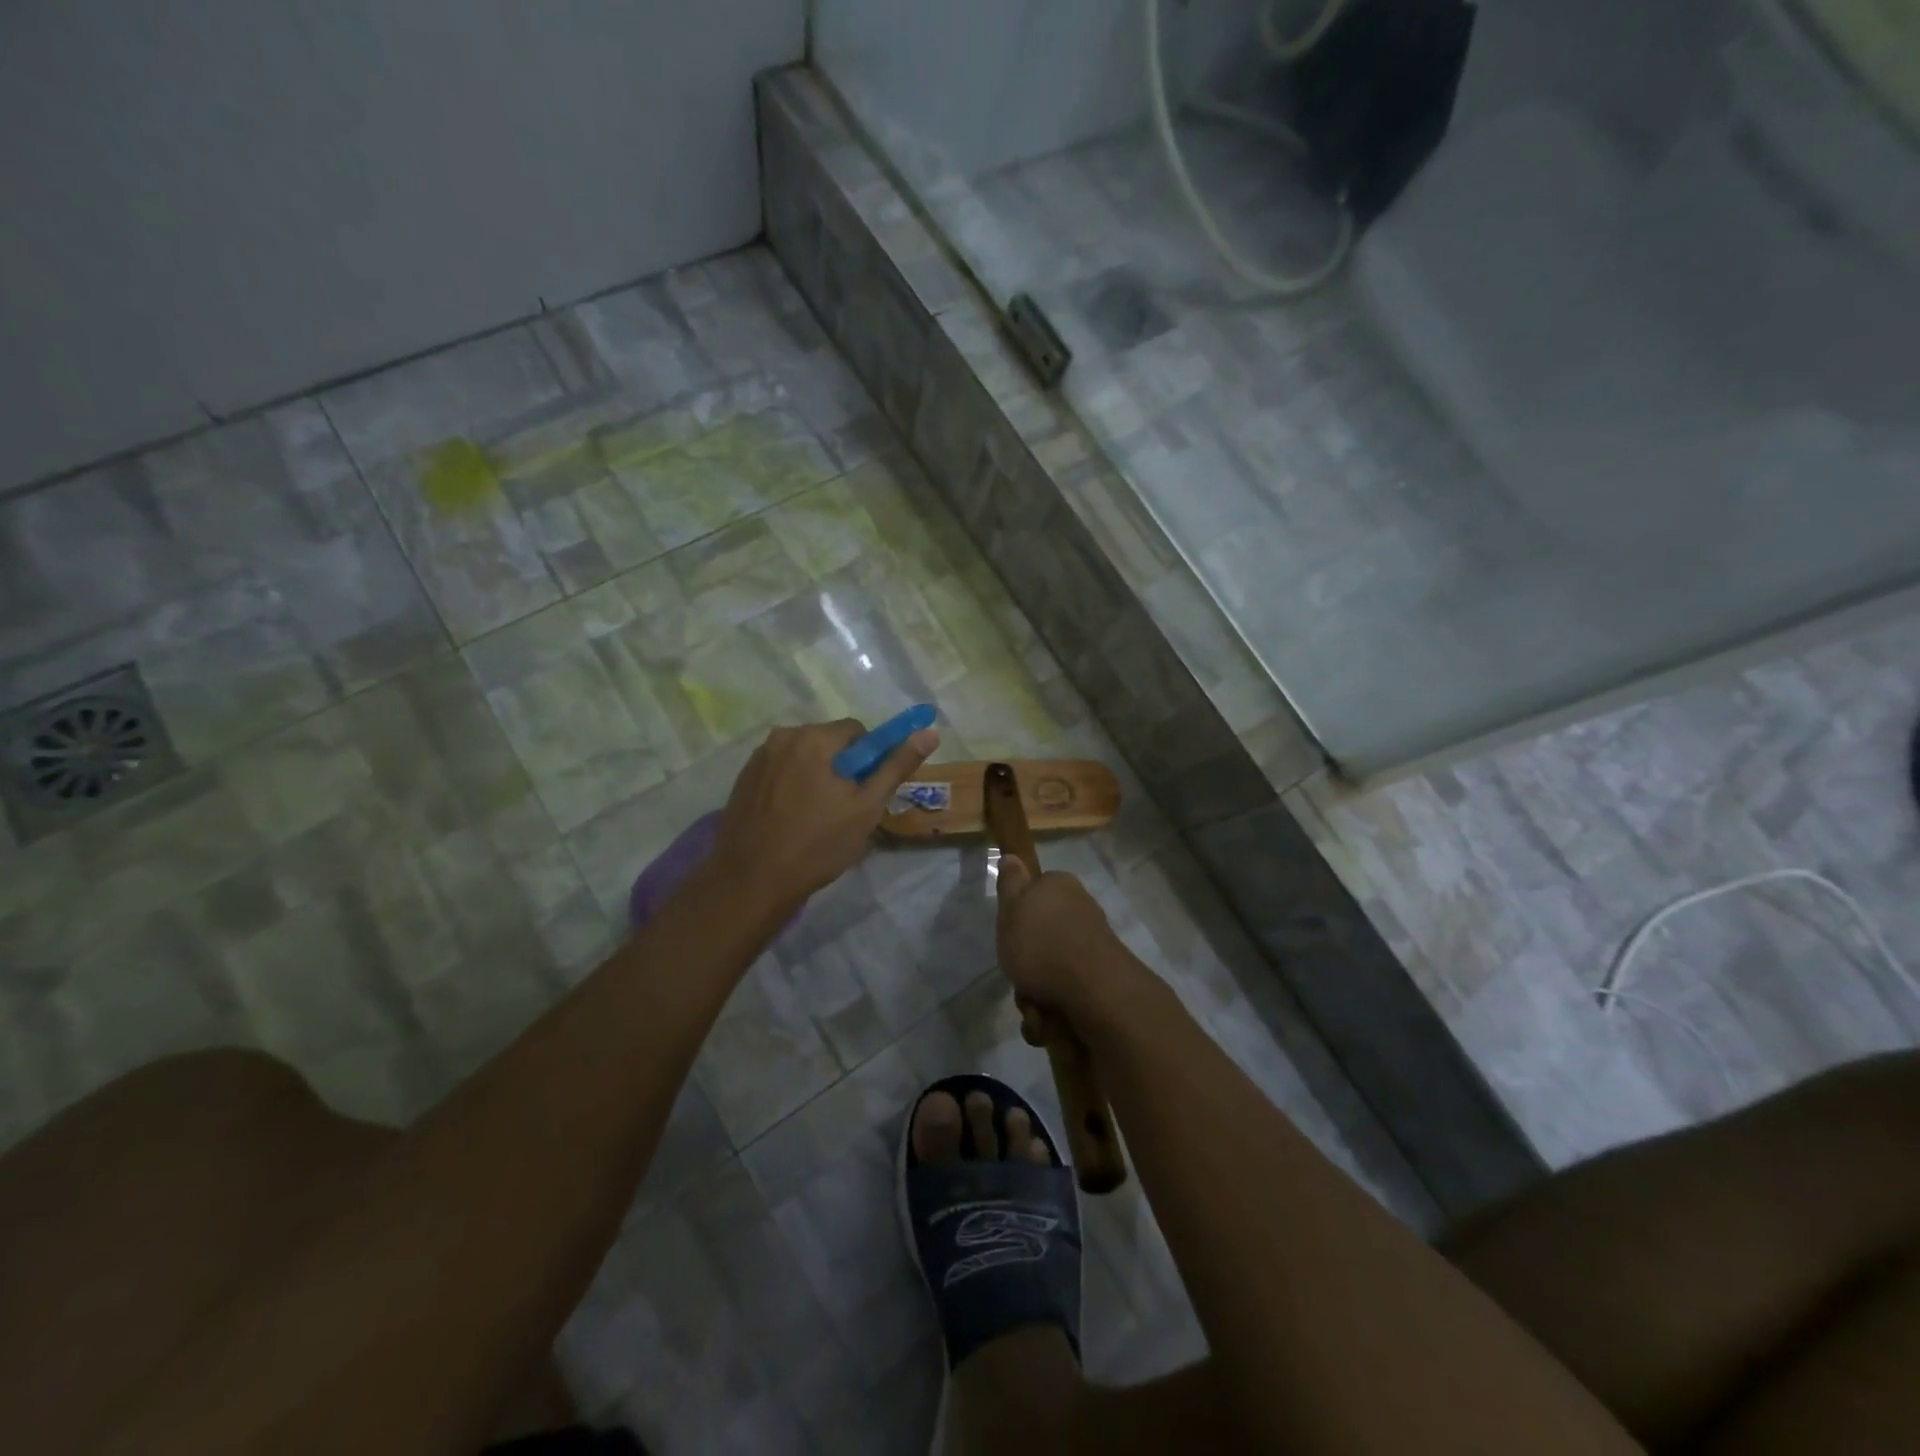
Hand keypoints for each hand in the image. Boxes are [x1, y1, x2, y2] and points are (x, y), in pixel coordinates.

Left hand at [709, 718, 936, 914]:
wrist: (752, 880)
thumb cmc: (817, 844)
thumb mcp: (866, 807)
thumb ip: (897, 766)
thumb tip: (929, 733)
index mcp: (814, 738)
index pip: (857, 731)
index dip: (868, 760)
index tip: (865, 791)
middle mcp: (783, 736)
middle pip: (828, 741)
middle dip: (841, 766)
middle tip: (843, 808)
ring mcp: (758, 757)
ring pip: (803, 756)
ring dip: (815, 775)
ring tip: (816, 816)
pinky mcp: (743, 778)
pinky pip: (780, 770)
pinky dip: (791, 785)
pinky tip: (791, 818)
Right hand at [996, 855, 1144, 1034]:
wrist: (1095, 991)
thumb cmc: (1042, 945)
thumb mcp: (1011, 909)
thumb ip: (1009, 883)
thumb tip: (1012, 856)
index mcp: (1059, 886)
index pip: (1033, 892)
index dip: (1018, 915)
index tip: (1010, 934)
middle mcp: (1080, 908)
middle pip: (1042, 935)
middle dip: (1027, 964)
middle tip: (1019, 975)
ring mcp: (1094, 942)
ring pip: (1052, 967)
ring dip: (1037, 992)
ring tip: (1035, 1007)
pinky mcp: (1102, 974)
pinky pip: (1068, 990)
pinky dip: (1055, 1008)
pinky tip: (1049, 1020)